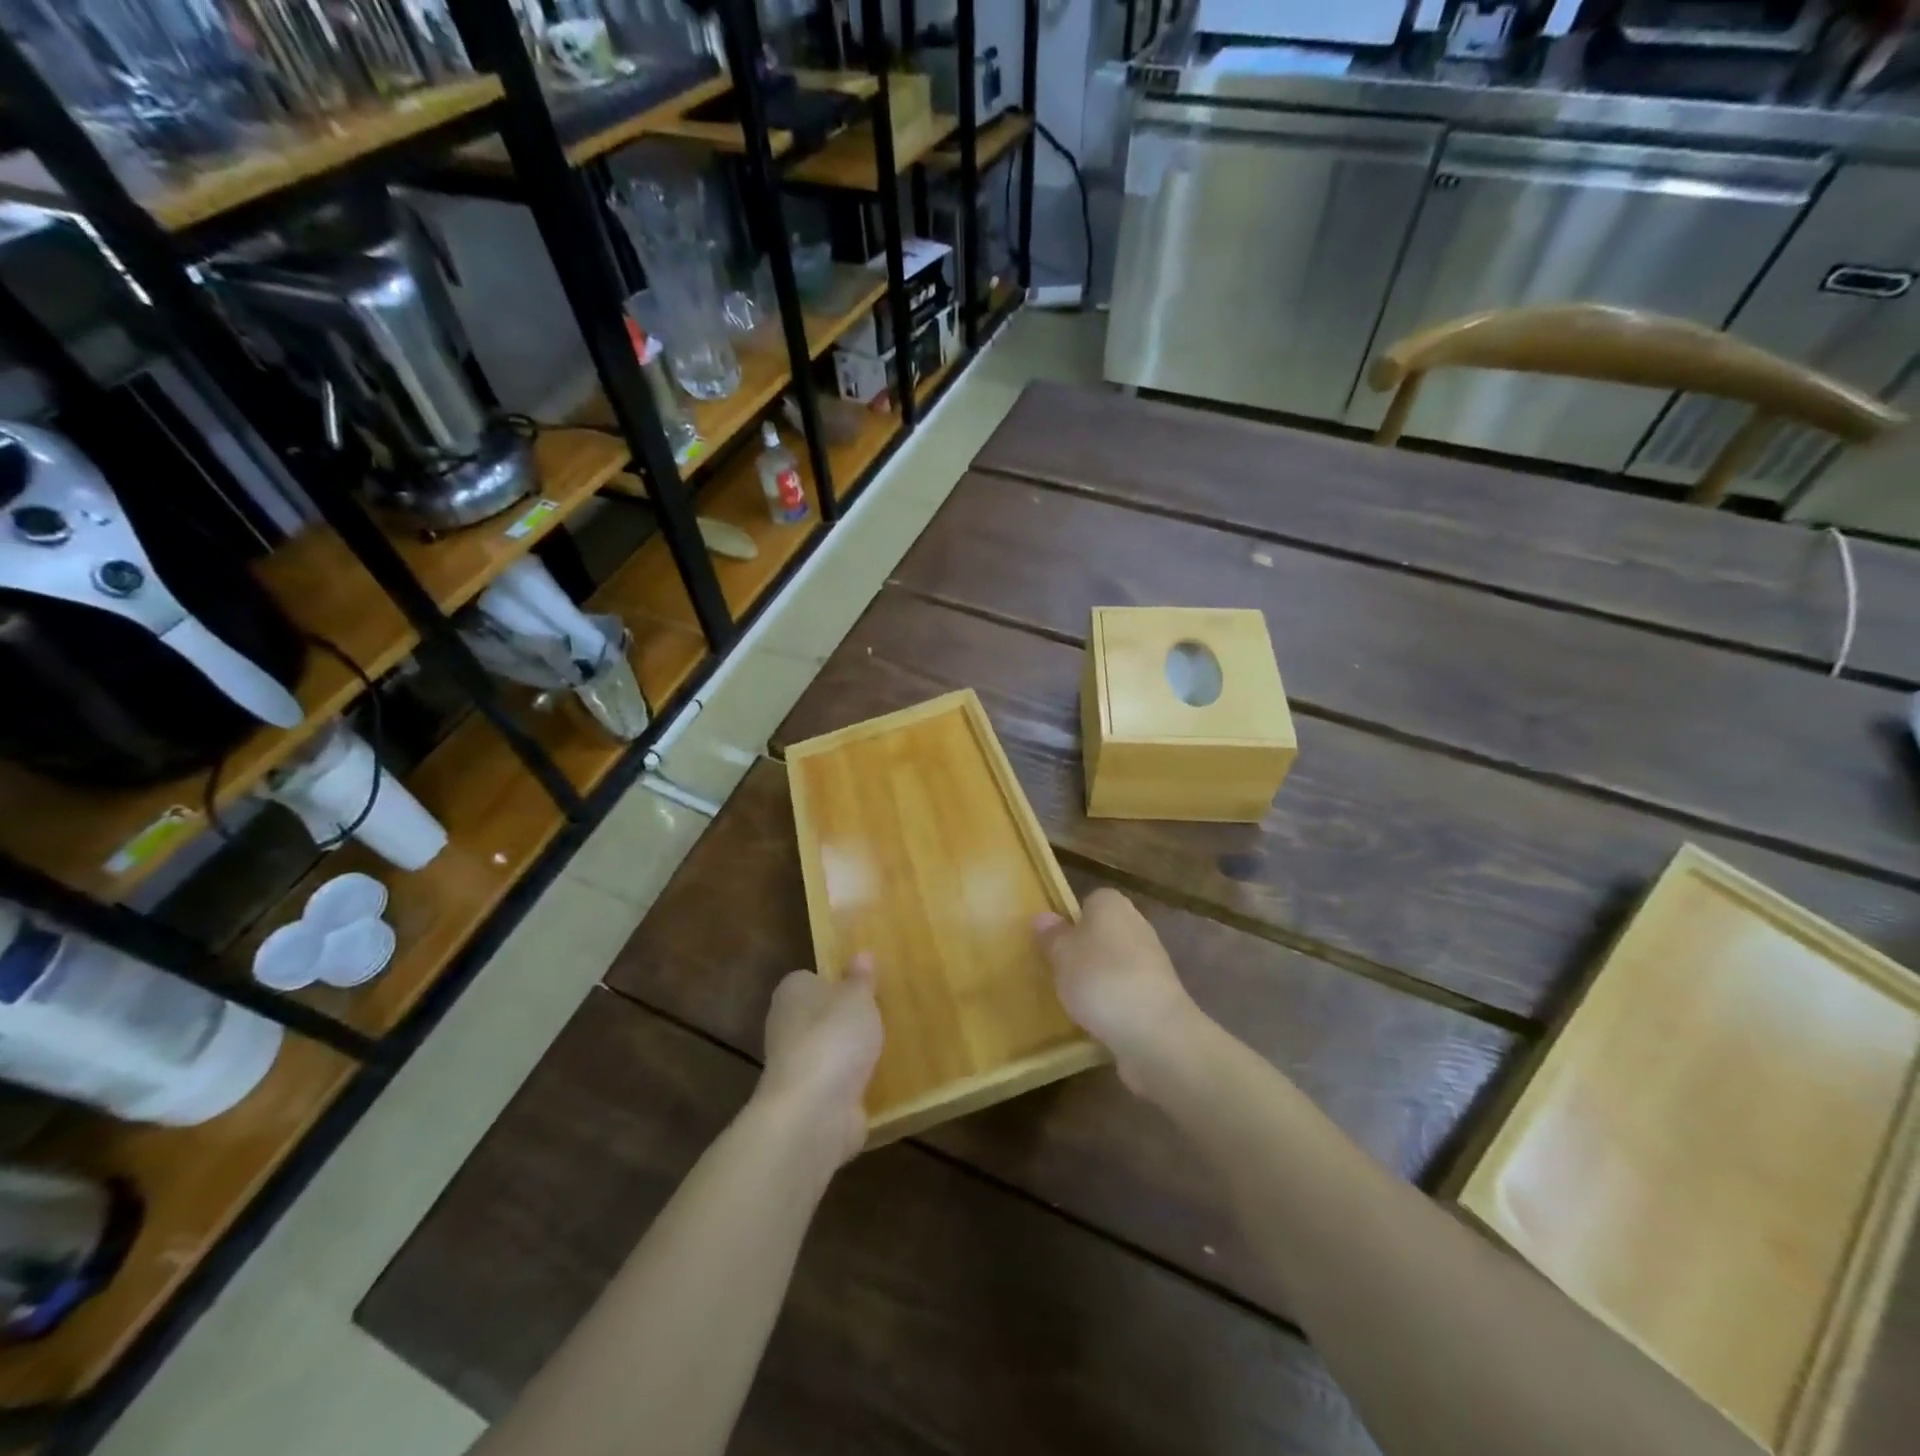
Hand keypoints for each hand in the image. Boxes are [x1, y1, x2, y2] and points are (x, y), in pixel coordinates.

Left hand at [756, 954, 883, 1165]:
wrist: (813, 1111)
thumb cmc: (834, 1038)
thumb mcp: (857, 998)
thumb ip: (861, 978)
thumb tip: (861, 954)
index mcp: (792, 991)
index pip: (810, 979)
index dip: (836, 982)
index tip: (863, 988)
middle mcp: (785, 1025)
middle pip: (818, 1015)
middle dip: (843, 1019)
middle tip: (879, 1016)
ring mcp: (793, 1065)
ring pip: (825, 1050)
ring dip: (847, 1053)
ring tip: (883, 1048)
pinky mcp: (805, 1099)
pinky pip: (832, 1082)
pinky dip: (849, 1083)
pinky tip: (874, 1081)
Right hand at [1036, 890, 1204, 1094]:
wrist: (1155, 1031)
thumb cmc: (1100, 979)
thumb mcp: (1062, 955)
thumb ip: (1052, 936)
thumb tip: (1043, 917)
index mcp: (1112, 904)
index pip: (1089, 902)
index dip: (1070, 921)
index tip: (1054, 944)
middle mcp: (1137, 924)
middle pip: (1103, 933)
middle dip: (1084, 951)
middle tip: (1058, 973)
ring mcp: (1153, 961)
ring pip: (1116, 963)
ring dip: (1099, 979)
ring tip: (1074, 1001)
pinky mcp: (1161, 994)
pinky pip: (1128, 991)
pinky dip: (1115, 1002)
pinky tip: (1098, 1020)